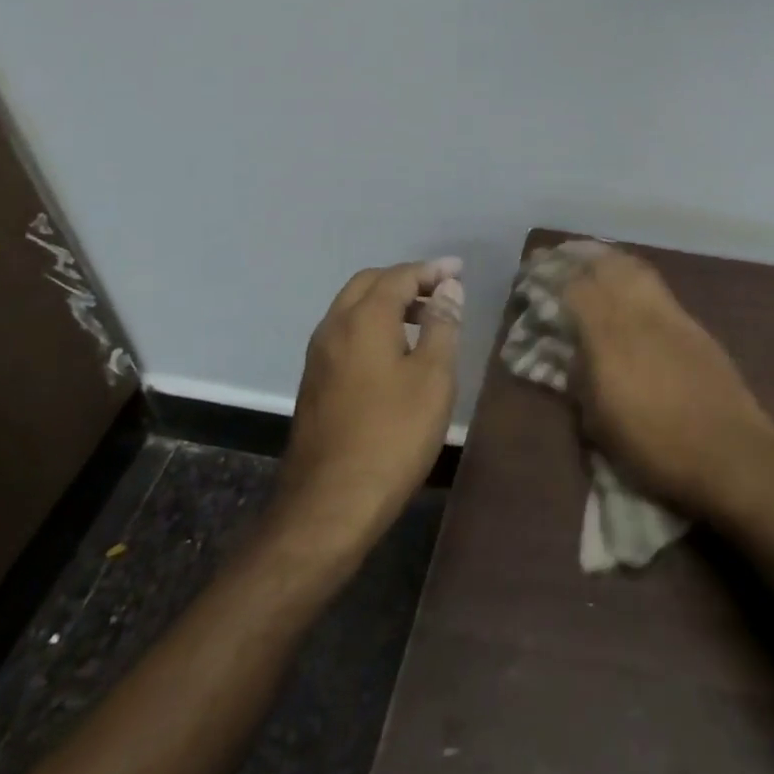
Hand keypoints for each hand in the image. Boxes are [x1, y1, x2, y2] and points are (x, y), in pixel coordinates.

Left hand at [275, 258, 463, 553]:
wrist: (330, 503)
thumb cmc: (393, 435)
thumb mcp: (433, 378)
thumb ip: (442, 325)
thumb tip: (448, 288)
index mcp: (363, 320)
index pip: (399, 276)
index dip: (431, 270)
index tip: (459, 270)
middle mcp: (334, 328)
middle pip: (369, 284)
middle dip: (406, 280)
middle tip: (441, 291)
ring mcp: (318, 356)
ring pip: (352, 309)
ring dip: (386, 302)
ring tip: (424, 319)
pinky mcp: (314, 382)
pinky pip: (345, 333)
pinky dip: (371, 325)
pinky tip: (394, 351)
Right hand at [561, 251, 773, 521]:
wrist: (732, 456)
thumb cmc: (657, 450)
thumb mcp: (600, 425)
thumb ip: (580, 380)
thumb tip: (572, 352)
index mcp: (610, 339)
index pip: (575, 288)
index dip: (550, 276)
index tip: (532, 272)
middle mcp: (639, 315)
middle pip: (606, 266)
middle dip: (578, 257)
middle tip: (558, 257)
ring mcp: (671, 315)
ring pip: (634, 267)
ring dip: (608, 259)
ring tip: (590, 261)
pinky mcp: (694, 324)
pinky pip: (656, 285)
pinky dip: (633, 274)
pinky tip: (627, 285)